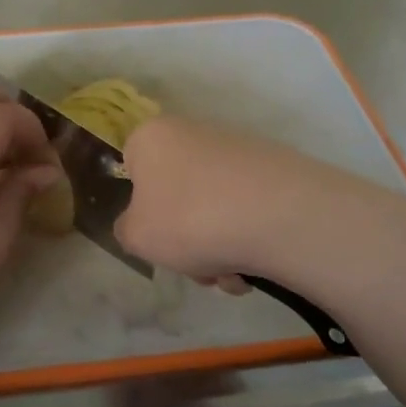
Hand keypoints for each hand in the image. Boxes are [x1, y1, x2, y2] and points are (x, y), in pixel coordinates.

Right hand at [115, 115, 342, 285]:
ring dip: (217, 247)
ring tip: (231, 275)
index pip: (131, 167)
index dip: (140, 207)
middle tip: (196, 267)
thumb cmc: (189, 219)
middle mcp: (193, 131)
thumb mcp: (136, 236)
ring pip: (212, 207)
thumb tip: (142, 224)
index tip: (155, 237)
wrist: (279, 215)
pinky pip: (246, 209)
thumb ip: (127, 229)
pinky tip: (255, 265)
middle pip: (177, 193)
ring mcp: (237, 148)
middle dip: (185, 238)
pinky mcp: (274, 167)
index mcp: (152, 136)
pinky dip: (246, 237)